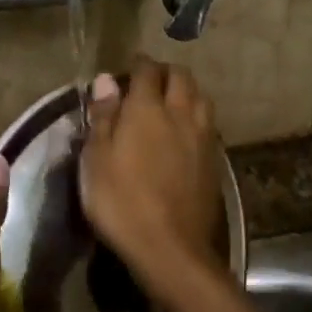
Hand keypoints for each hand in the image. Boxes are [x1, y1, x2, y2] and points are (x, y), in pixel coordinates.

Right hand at [79, 57, 224, 289]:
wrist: (170, 247)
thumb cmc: (121, 202)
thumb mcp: (96, 159)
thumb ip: (103, 116)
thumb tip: (106, 80)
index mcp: (147, 109)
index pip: (147, 71)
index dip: (137, 64)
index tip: (128, 68)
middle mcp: (180, 114)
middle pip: (181, 77)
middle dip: (165, 72)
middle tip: (149, 81)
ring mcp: (203, 137)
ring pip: (201, 97)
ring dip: (186, 91)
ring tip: (171, 102)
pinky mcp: (215, 160)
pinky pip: (208, 124)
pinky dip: (197, 116)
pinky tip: (187, 131)